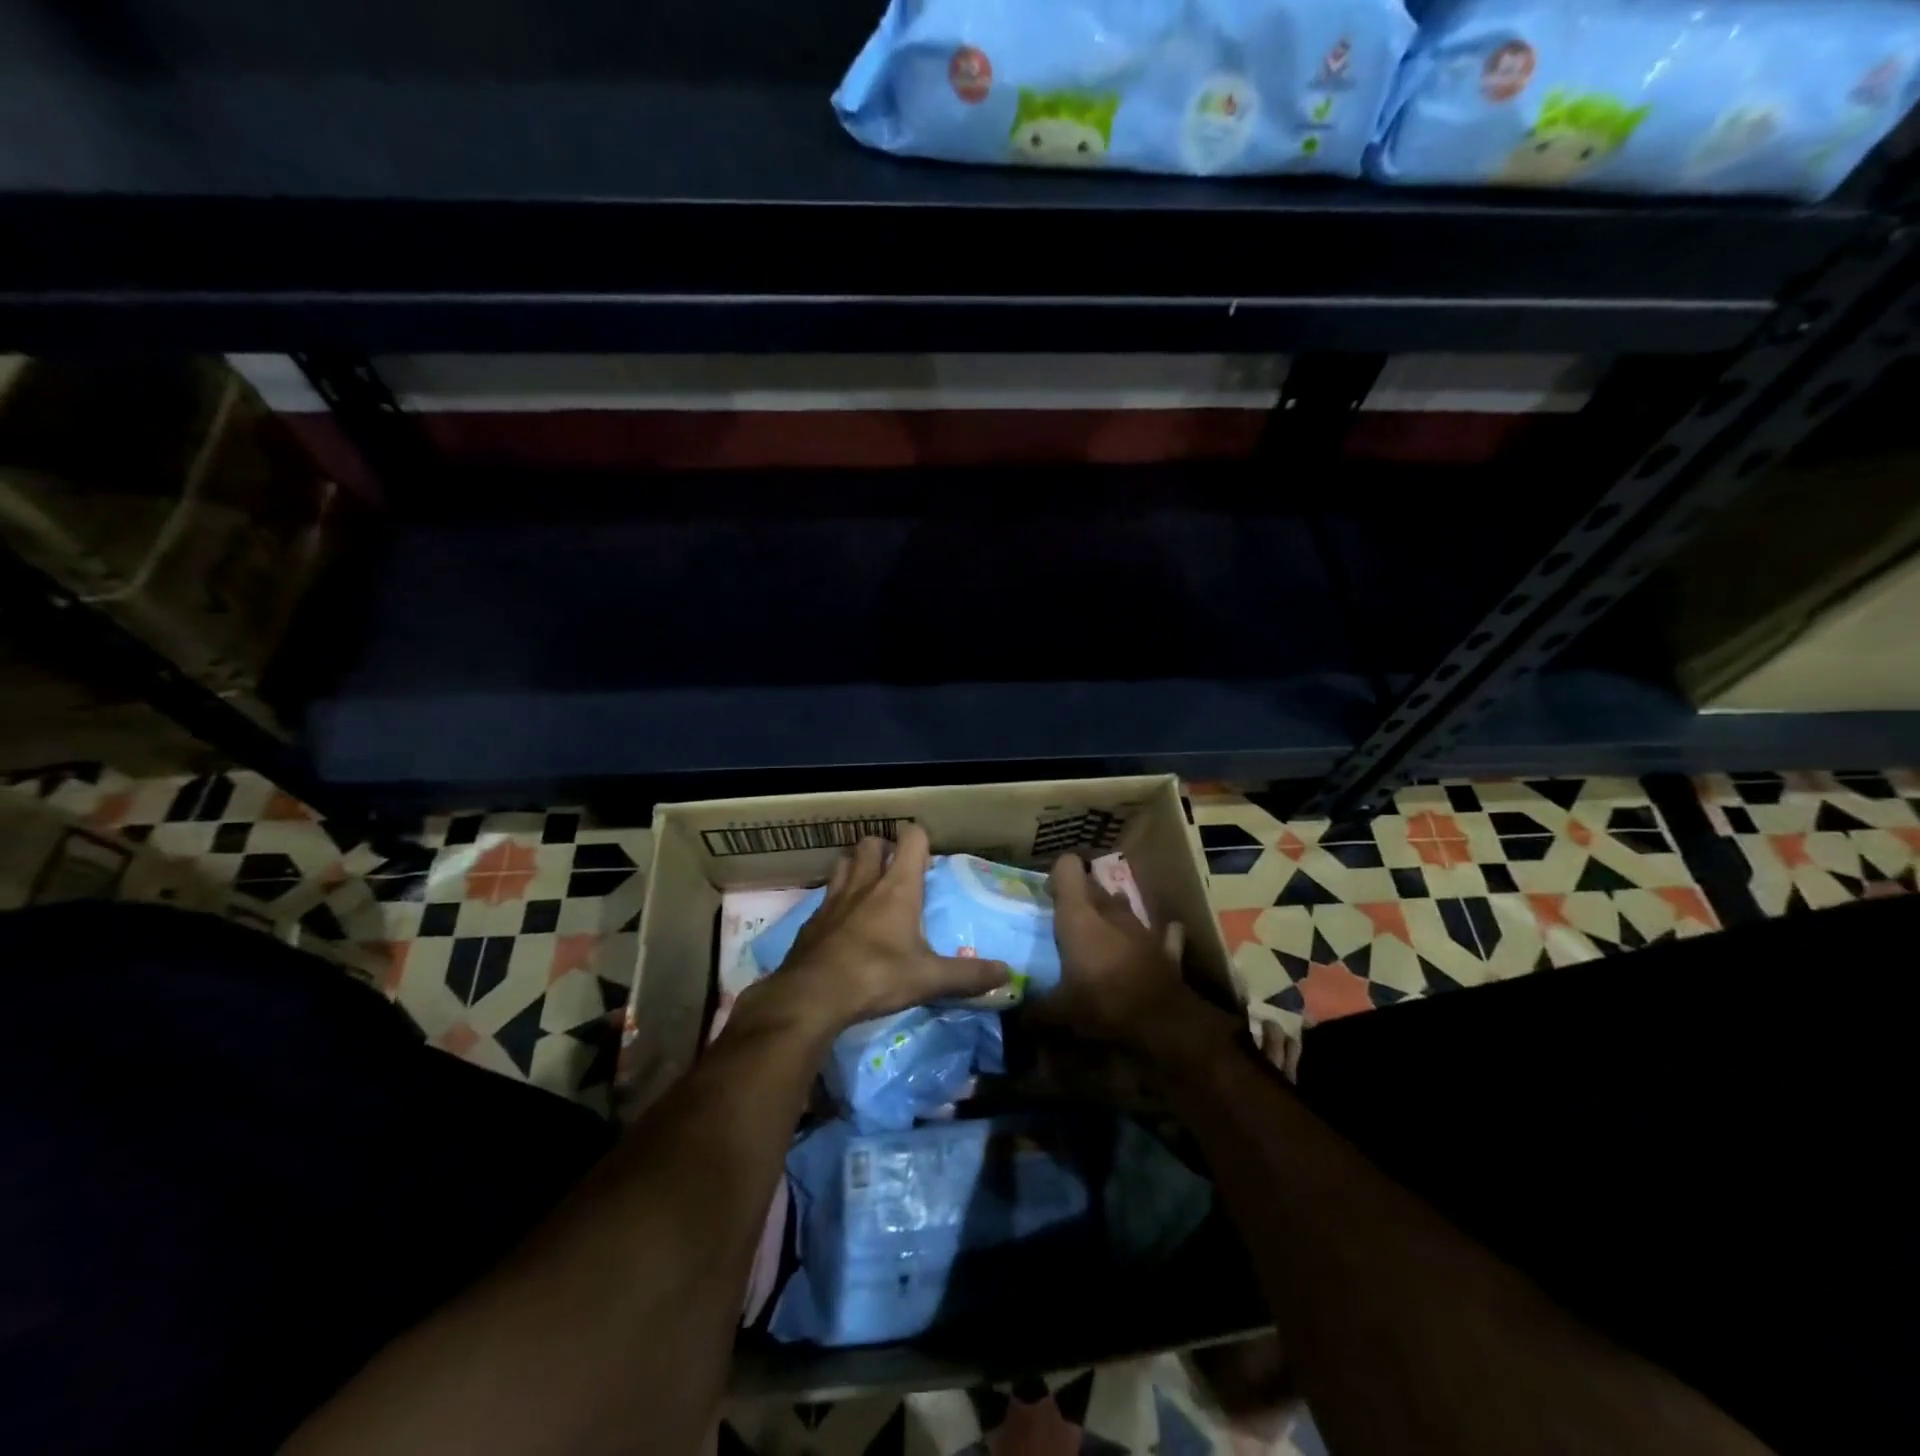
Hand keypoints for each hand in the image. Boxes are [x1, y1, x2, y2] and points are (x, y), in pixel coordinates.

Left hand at [770, 825, 1009, 1031]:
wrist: (811, 996)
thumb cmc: (876, 976)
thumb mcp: (928, 979)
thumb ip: (968, 975)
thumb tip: (1007, 974)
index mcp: (897, 888)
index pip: (911, 838)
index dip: (920, 839)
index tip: (928, 858)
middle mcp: (864, 883)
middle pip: (871, 842)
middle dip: (885, 848)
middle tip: (897, 871)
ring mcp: (833, 899)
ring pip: (844, 862)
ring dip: (856, 866)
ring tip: (868, 887)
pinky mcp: (812, 920)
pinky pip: (826, 896)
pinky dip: (836, 899)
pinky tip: (842, 923)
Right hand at [1041, 852, 1198, 1049]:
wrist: (1162, 1024)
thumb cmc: (1102, 1004)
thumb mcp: (1058, 1013)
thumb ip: (1034, 1010)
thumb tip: (1016, 1017)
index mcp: (1079, 916)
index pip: (1067, 868)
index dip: (1057, 876)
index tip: (1048, 896)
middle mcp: (1110, 911)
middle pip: (1094, 886)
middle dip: (1081, 897)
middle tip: (1067, 921)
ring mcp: (1142, 927)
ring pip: (1123, 905)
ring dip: (1112, 914)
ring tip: (1101, 935)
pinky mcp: (1166, 948)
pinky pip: (1162, 933)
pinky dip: (1156, 936)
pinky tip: (1149, 946)